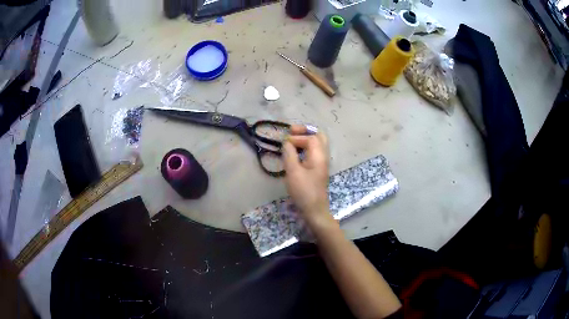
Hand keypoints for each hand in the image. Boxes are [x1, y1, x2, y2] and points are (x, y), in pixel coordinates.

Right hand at [282, 125, 330, 224]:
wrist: (314, 210)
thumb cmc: (304, 191)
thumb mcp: (293, 172)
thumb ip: (289, 154)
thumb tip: (286, 143)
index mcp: (319, 155)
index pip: (311, 138)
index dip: (297, 137)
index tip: (284, 143)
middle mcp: (323, 156)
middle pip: (319, 136)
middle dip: (305, 131)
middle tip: (292, 132)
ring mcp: (322, 163)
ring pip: (317, 143)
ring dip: (305, 139)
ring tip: (291, 141)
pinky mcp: (318, 169)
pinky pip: (314, 152)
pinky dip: (305, 147)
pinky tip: (295, 153)